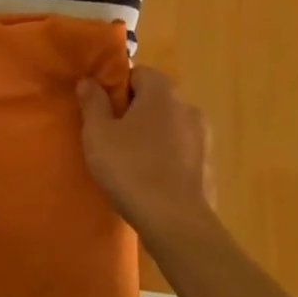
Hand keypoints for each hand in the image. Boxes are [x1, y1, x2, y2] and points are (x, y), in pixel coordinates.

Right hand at [77, 66, 213, 237]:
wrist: (176, 223)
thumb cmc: (131, 169)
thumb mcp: (98, 134)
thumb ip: (93, 103)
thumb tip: (89, 81)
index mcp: (162, 92)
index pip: (138, 73)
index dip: (118, 88)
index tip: (103, 110)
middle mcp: (187, 106)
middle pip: (155, 99)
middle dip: (135, 113)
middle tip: (112, 137)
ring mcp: (202, 138)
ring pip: (169, 126)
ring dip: (153, 137)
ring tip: (131, 162)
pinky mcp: (208, 166)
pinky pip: (182, 152)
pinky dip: (167, 159)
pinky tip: (151, 181)